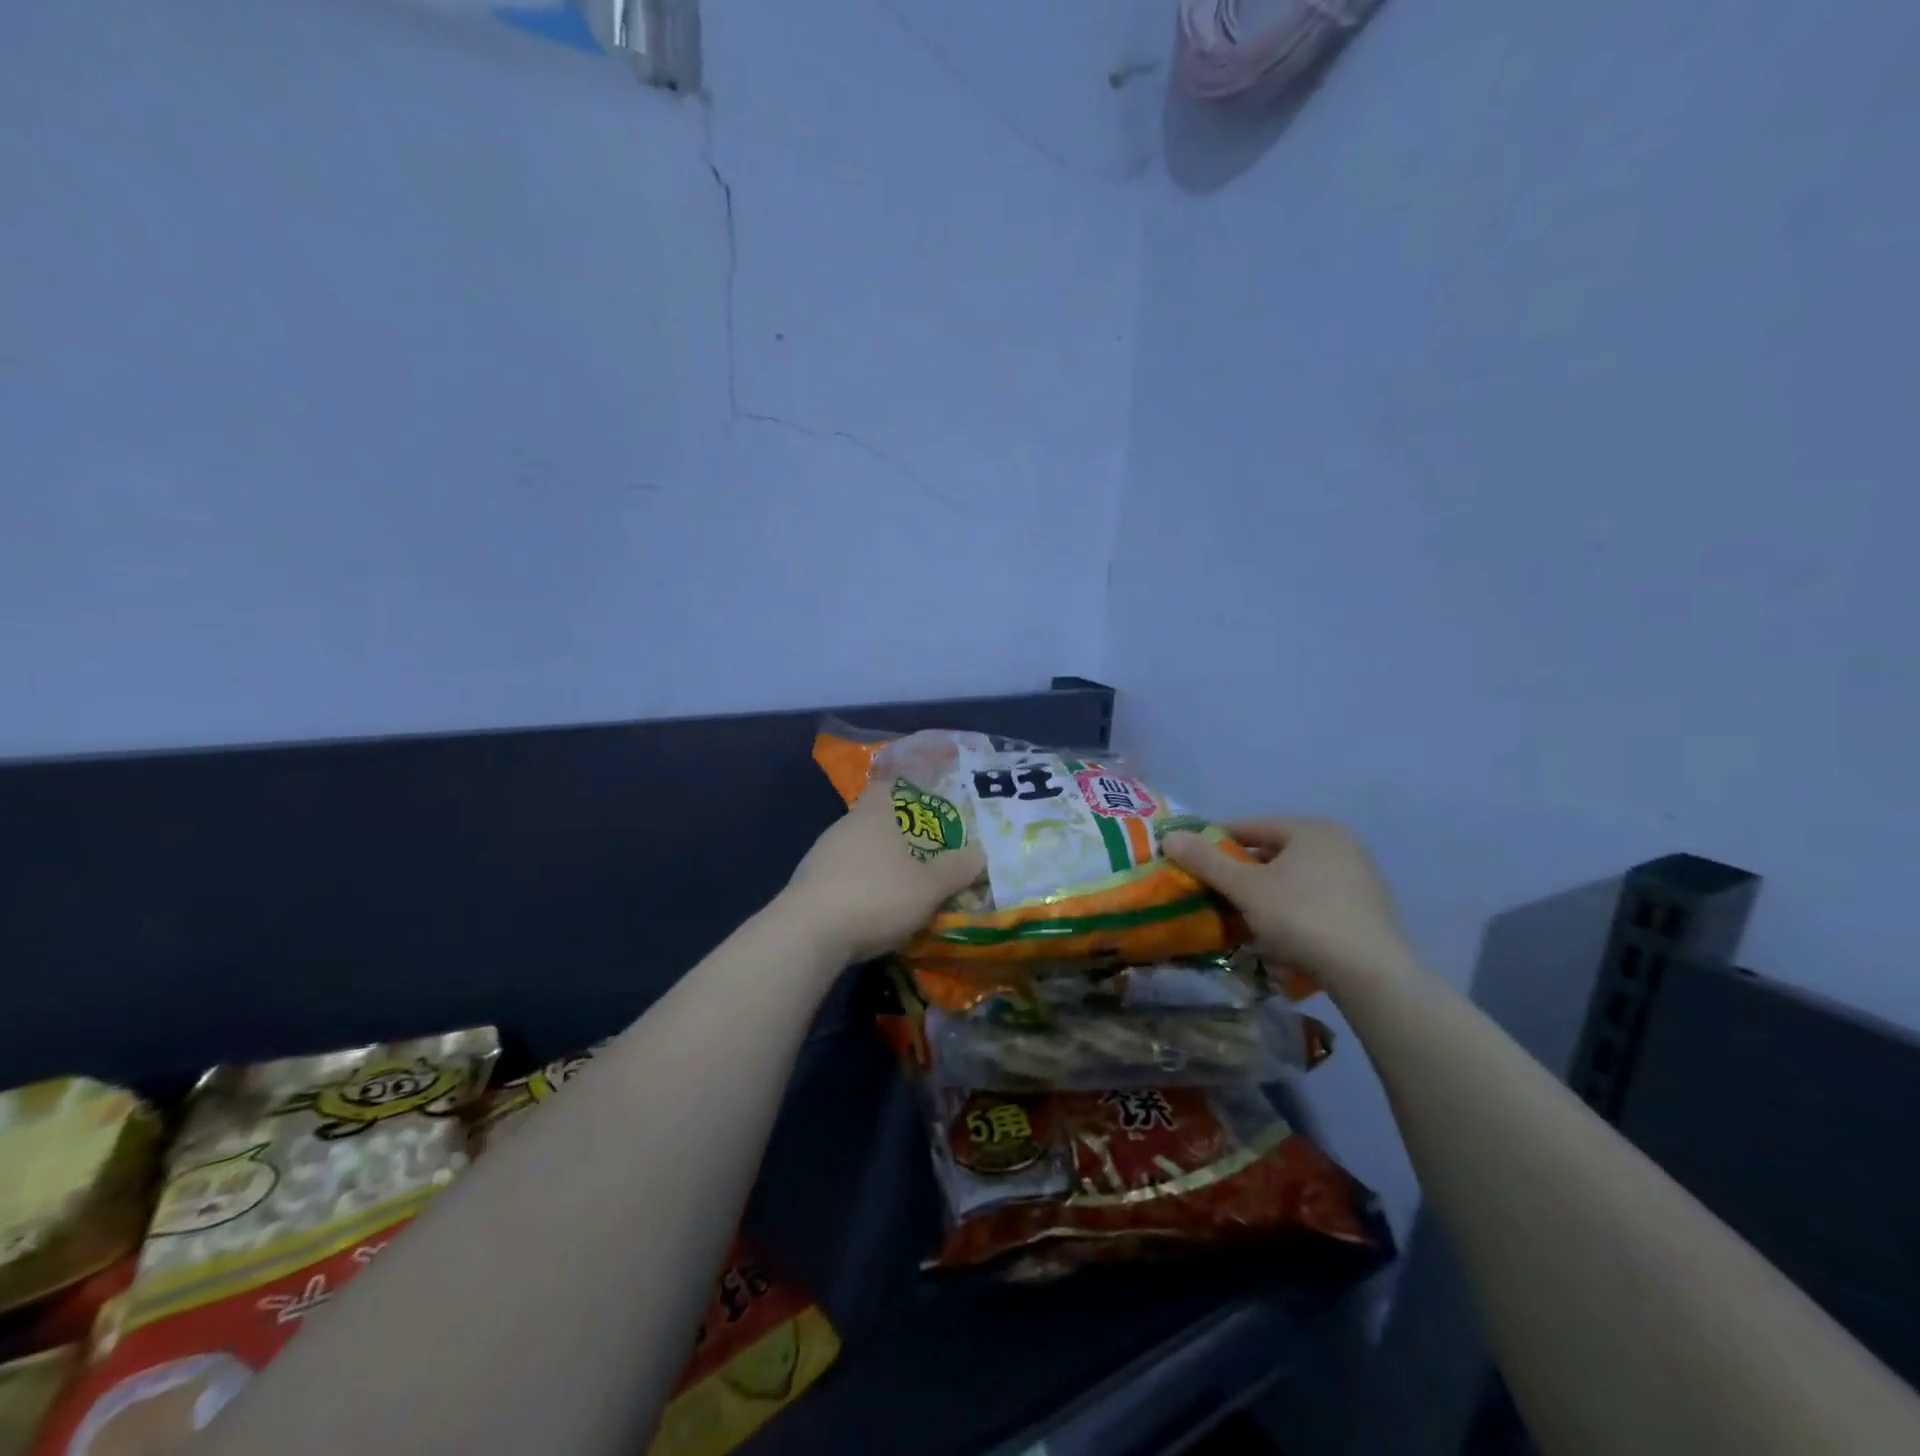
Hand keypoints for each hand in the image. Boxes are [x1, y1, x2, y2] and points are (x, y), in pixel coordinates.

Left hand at [778, 781, 986, 966]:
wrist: (807, 935)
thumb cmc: (875, 896)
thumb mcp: (928, 887)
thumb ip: (956, 869)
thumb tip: (980, 853)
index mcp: (874, 814)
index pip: (888, 786)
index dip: (908, 790)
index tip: (928, 803)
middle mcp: (844, 826)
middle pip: (874, 819)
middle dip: (898, 833)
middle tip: (926, 850)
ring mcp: (821, 855)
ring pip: (856, 849)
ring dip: (877, 863)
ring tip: (903, 884)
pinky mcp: (807, 885)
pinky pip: (841, 876)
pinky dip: (858, 886)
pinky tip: (871, 909)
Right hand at [1164, 818, 1413, 995]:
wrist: (1372, 974)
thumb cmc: (1303, 918)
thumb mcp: (1246, 889)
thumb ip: (1206, 861)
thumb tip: (1169, 836)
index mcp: (1311, 829)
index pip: (1251, 826)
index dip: (1215, 841)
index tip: (1191, 861)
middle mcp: (1339, 843)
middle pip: (1274, 851)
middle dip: (1242, 871)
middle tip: (1213, 891)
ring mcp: (1359, 875)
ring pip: (1295, 877)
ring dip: (1266, 892)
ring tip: (1241, 915)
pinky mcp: (1368, 908)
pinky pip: (1316, 898)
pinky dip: (1292, 908)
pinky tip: (1279, 933)